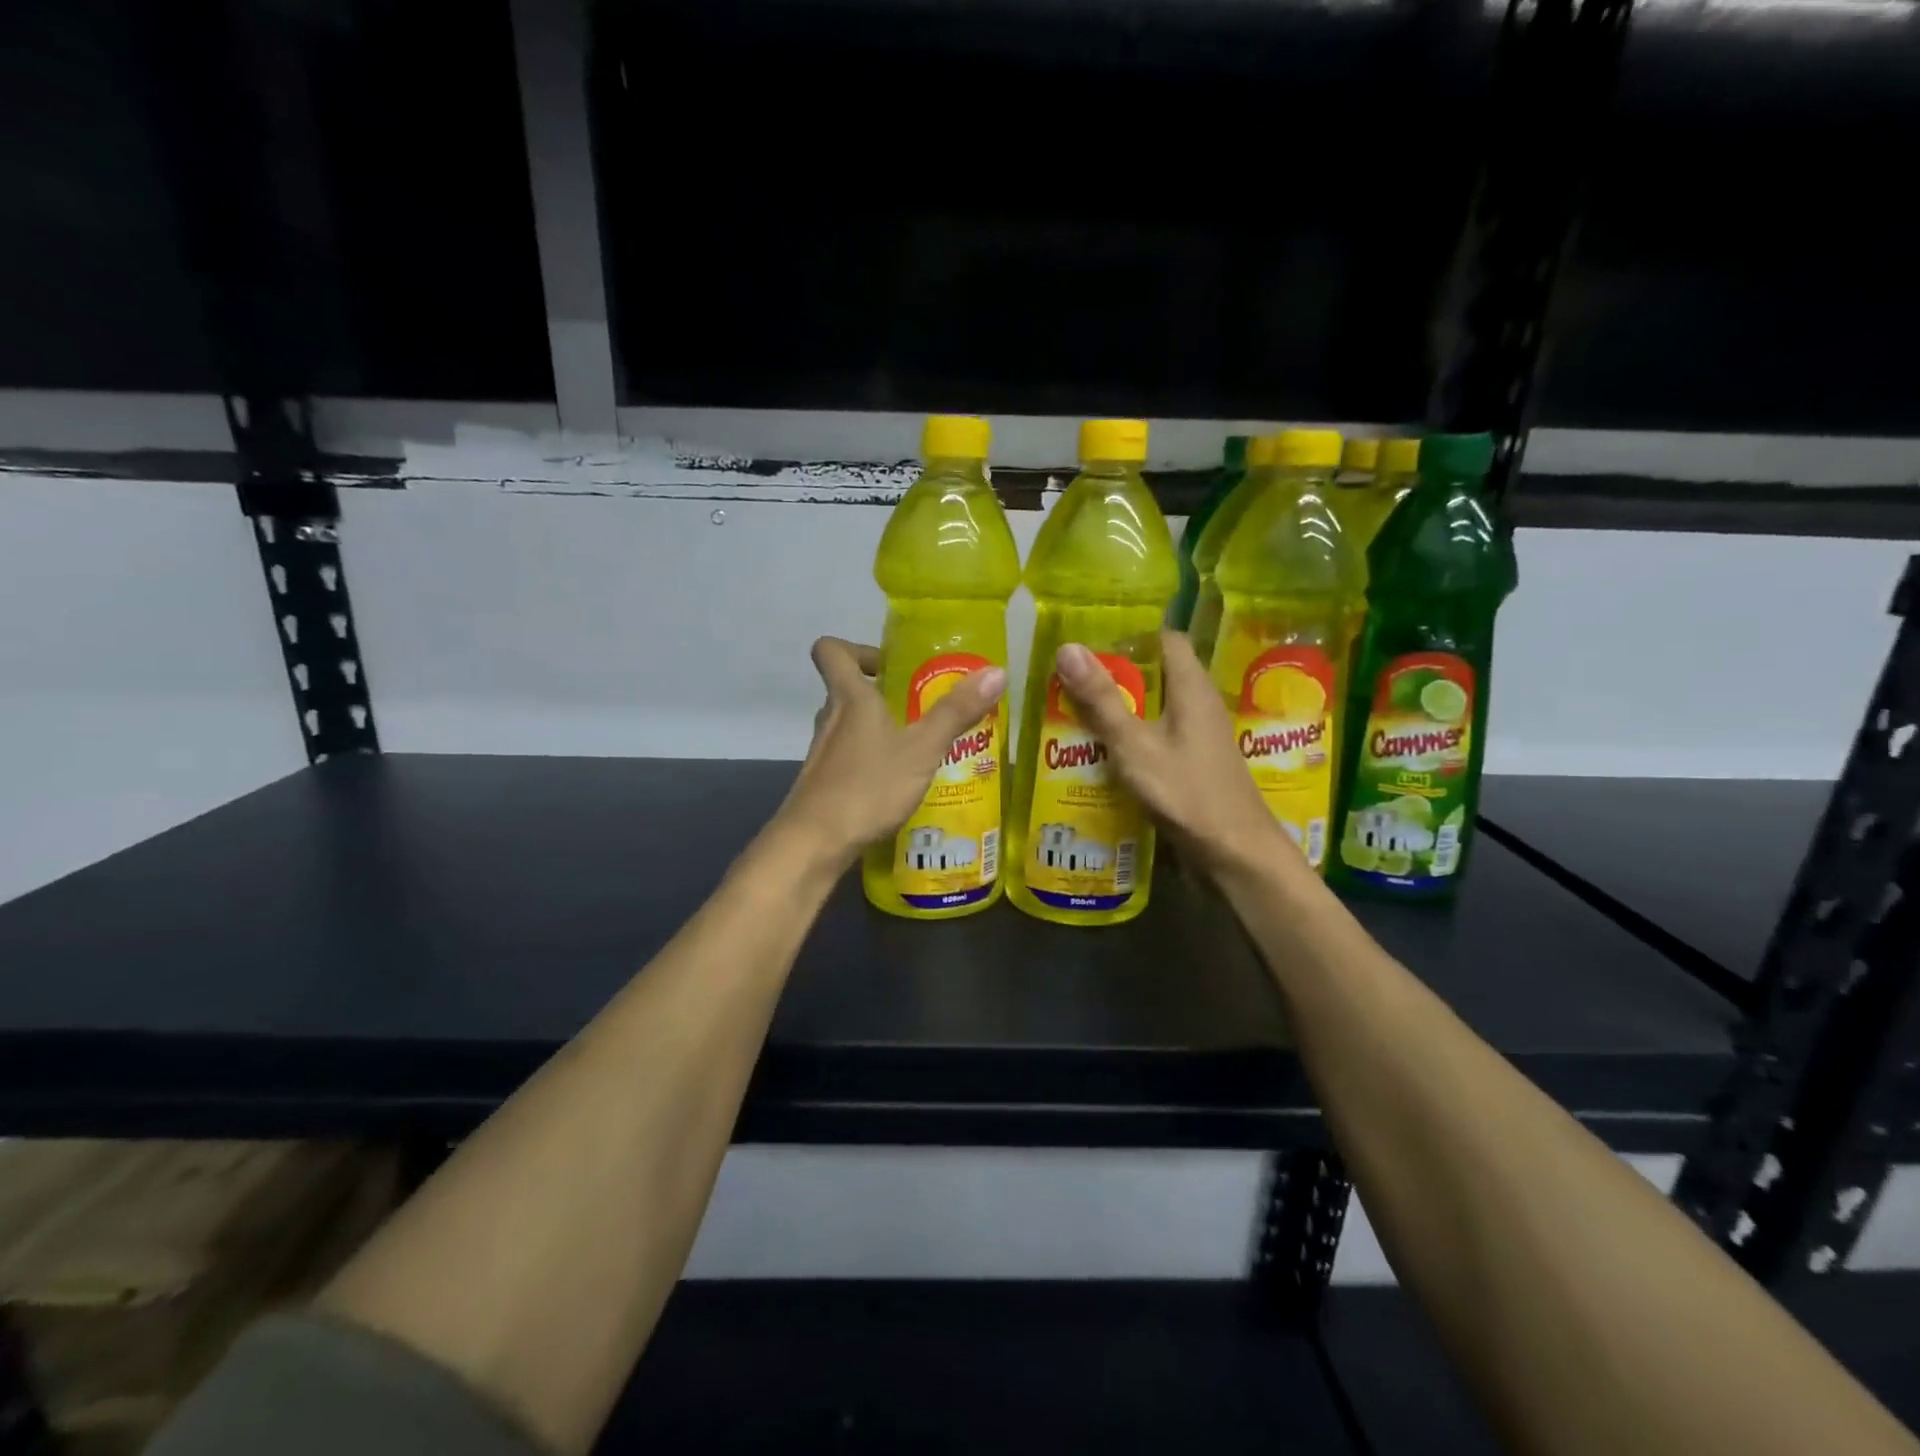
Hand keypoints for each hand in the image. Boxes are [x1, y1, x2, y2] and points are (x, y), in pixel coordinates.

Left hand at [774, 637, 1007, 870]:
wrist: (815, 844)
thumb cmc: (868, 786)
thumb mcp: (922, 748)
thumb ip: (956, 711)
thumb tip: (997, 671)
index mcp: (849, 698)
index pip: (831, 651)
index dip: (855, 648)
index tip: (889, 664)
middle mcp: (830, 719)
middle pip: (846, 689)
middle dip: (881, 692)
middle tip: (920, 706)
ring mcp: (823, 753)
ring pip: (849, 726)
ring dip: (879, 728)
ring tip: (918, 746)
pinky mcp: (823, 783)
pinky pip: (849, 758)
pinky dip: (872, 761)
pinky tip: (899, 783)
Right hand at [1053, 631, 1297, 881]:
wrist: (1234, 853)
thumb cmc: (1187, 792)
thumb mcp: (1135, 745)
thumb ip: (1102, 700)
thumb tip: (1068, 648)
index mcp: (1191, 687)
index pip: (1166, 638)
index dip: (1131, 632)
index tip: (1090, 636)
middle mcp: (1199, 704)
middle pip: (1157, 673)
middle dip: (1115, 672)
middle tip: (1070, 675)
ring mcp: (1198, 735)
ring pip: (1155, 706)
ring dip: (1120, 706)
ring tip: (1073, 707)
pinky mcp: (1193, 762)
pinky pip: (1157, 734)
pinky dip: (1130, 735)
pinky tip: (1100, 749)